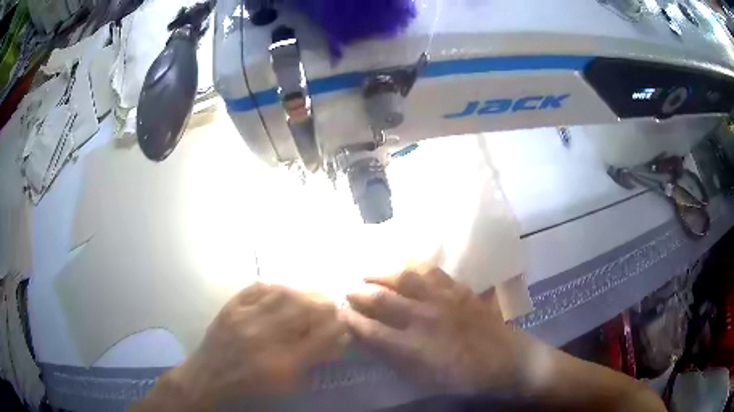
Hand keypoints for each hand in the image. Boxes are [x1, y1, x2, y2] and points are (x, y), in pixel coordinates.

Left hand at [171, 283, 346, 408]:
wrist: (210, 375)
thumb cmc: (251, 384)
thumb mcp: (287, 383)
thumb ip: (313, 361)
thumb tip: (338, 339)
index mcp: (282, 362)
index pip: (321, 335)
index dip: (338, 325)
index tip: (343, 321)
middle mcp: (265, 336)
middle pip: (304, 308)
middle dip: (325, 303)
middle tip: (331, 303)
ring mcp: (245, 317)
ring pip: (283, 293)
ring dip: (304, 291)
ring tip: (312, 293)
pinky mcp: (231, 306)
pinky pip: (258, 287)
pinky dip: (277, 285)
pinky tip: (285, 288)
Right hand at [346, 265, 523, 394]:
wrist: (506, 360)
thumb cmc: (463, 377)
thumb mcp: (424, 379)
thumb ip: (396, 359)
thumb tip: (372, 340)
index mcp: (413, 346)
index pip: (371, 330)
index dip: (352, 321)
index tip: (341, 314)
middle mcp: (424, 318)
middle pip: (382, 299)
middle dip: (359, 293)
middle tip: (347, 290)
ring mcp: (443, 299)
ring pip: (404, 278)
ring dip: (382, 274)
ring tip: (368, 273)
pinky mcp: (459, 289)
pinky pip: (432, 271)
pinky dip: (413, 267)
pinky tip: (405, 266)